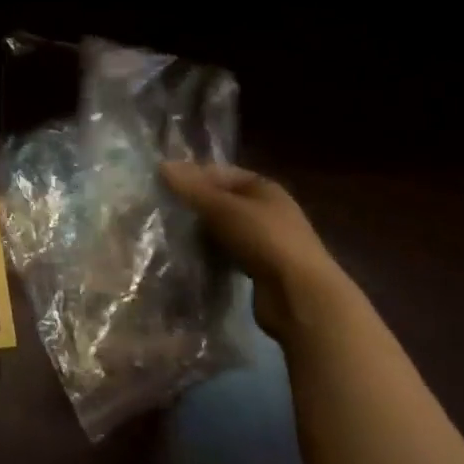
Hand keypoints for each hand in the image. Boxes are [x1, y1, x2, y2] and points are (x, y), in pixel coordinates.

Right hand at [161, 162, 346, 340]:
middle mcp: (267, 211)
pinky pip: (229, 255)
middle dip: (196, 206)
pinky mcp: (261, 271)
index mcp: (264, 188)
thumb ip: (192, 188)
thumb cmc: (265, 240)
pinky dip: (213, 255)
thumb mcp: (223, 208)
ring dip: (203, 232)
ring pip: (225, 229)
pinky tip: (192, 259)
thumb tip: (162, 164)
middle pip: (223, 201)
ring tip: (171, 235)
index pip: (221, 173)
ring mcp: (266, 242)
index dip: (194, 175)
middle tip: (163, 210)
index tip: (164, 184)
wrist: (302, 299)